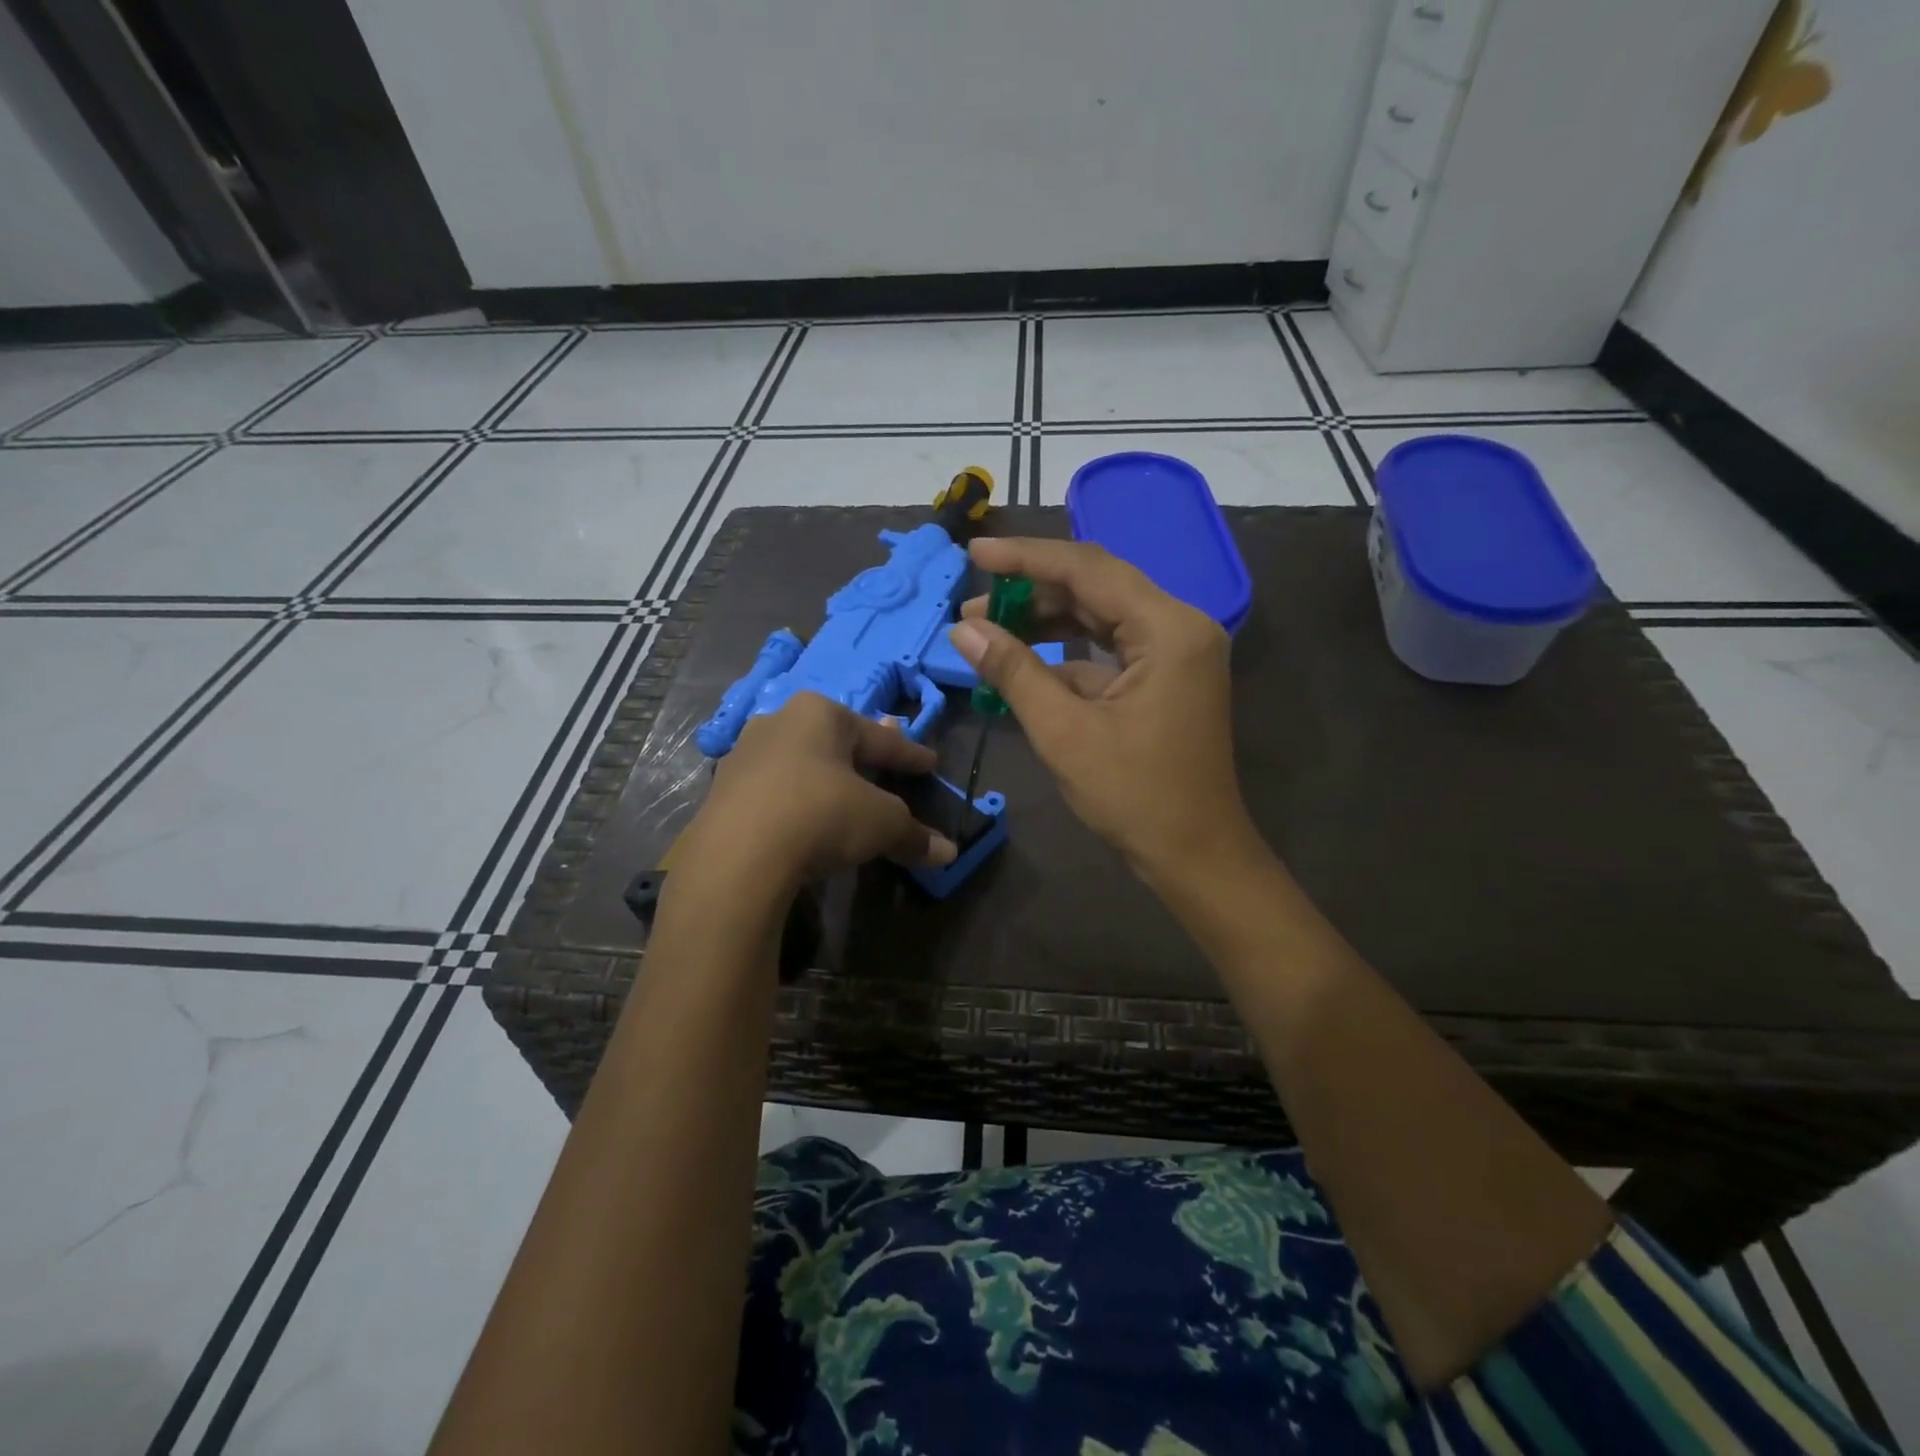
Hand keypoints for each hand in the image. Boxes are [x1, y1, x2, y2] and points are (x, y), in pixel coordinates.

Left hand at [677, 694, 957, 894]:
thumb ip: (914, 835)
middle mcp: (779, 723)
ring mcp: (744, 756)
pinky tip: (803, 817)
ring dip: (824, 777)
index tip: (930, 763)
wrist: (737, 856)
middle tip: (885, 764)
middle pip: (835, 742)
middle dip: (862, 755)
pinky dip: (795, 801)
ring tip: (841, 791)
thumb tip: (949, 853)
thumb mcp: (881, 824)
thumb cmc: (821, 815)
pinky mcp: (721, 792)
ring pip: (799, 763)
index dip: (909, 754)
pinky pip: (773, 791)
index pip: (879, 738)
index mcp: (820, 714)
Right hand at [951, 538, 1255, 884]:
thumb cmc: (1134, 796)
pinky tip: (1024, 662)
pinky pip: (1110, 647)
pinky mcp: (1166, 677)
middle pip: (1096, 586)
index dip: (1026, 557)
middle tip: (973, 604)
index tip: (975, 552)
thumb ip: (1014, 671)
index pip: (1088, 570)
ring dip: (1046, 620)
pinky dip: (1067, 652)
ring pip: (1101, 615)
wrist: (1195, 855)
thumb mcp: (1064, 732)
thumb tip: (963, 630)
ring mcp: (1176, 652)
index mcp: (1168, 629)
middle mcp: (1179, 626)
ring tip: (988, 629)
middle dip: (1032, 591)